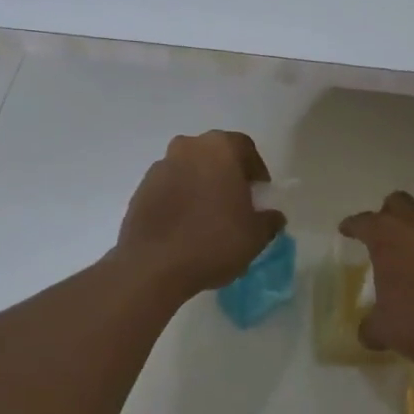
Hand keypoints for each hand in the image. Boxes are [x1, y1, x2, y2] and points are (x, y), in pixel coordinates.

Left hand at [116, 131, 285, 296]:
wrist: (153, 266)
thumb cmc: (213, 241)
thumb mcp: (256, 235)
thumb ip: (269, 220)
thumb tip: (273, 216)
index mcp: (219, 148)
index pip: (245, 148)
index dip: (256, 171)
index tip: (259, 195)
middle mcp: (188, 147)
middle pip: (215, 155)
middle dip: (227, 175)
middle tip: (236, 204)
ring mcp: (160, 167)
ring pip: (190, 170)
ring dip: (201, 186)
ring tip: (209, 218)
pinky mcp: (141, 189)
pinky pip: (170, 188)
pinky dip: (180, 200)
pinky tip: (186, 227)